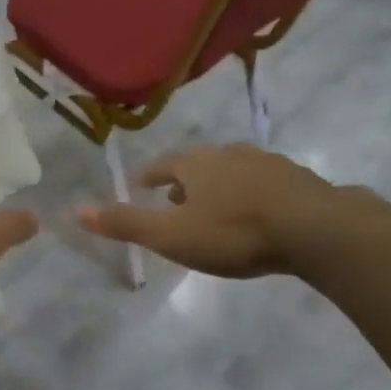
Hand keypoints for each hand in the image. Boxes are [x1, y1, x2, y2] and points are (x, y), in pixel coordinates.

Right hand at [78, 144, 362, 278]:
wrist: (313, 228)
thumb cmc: (234, 232)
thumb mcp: (172, 236)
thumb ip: (126, 224)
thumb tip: (77, 210)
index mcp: (195, 164)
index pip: (162, 165)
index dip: (149, 176)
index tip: (141, 184)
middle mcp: (228, 154)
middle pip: (197, 164)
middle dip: (183, 180)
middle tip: (175, 199)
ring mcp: (265, 162)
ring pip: (231, 170)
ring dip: (218, 184)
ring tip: (214, 206)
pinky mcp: (296, 177)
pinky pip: (263, 182)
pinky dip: (250, 192)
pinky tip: (257, 210)